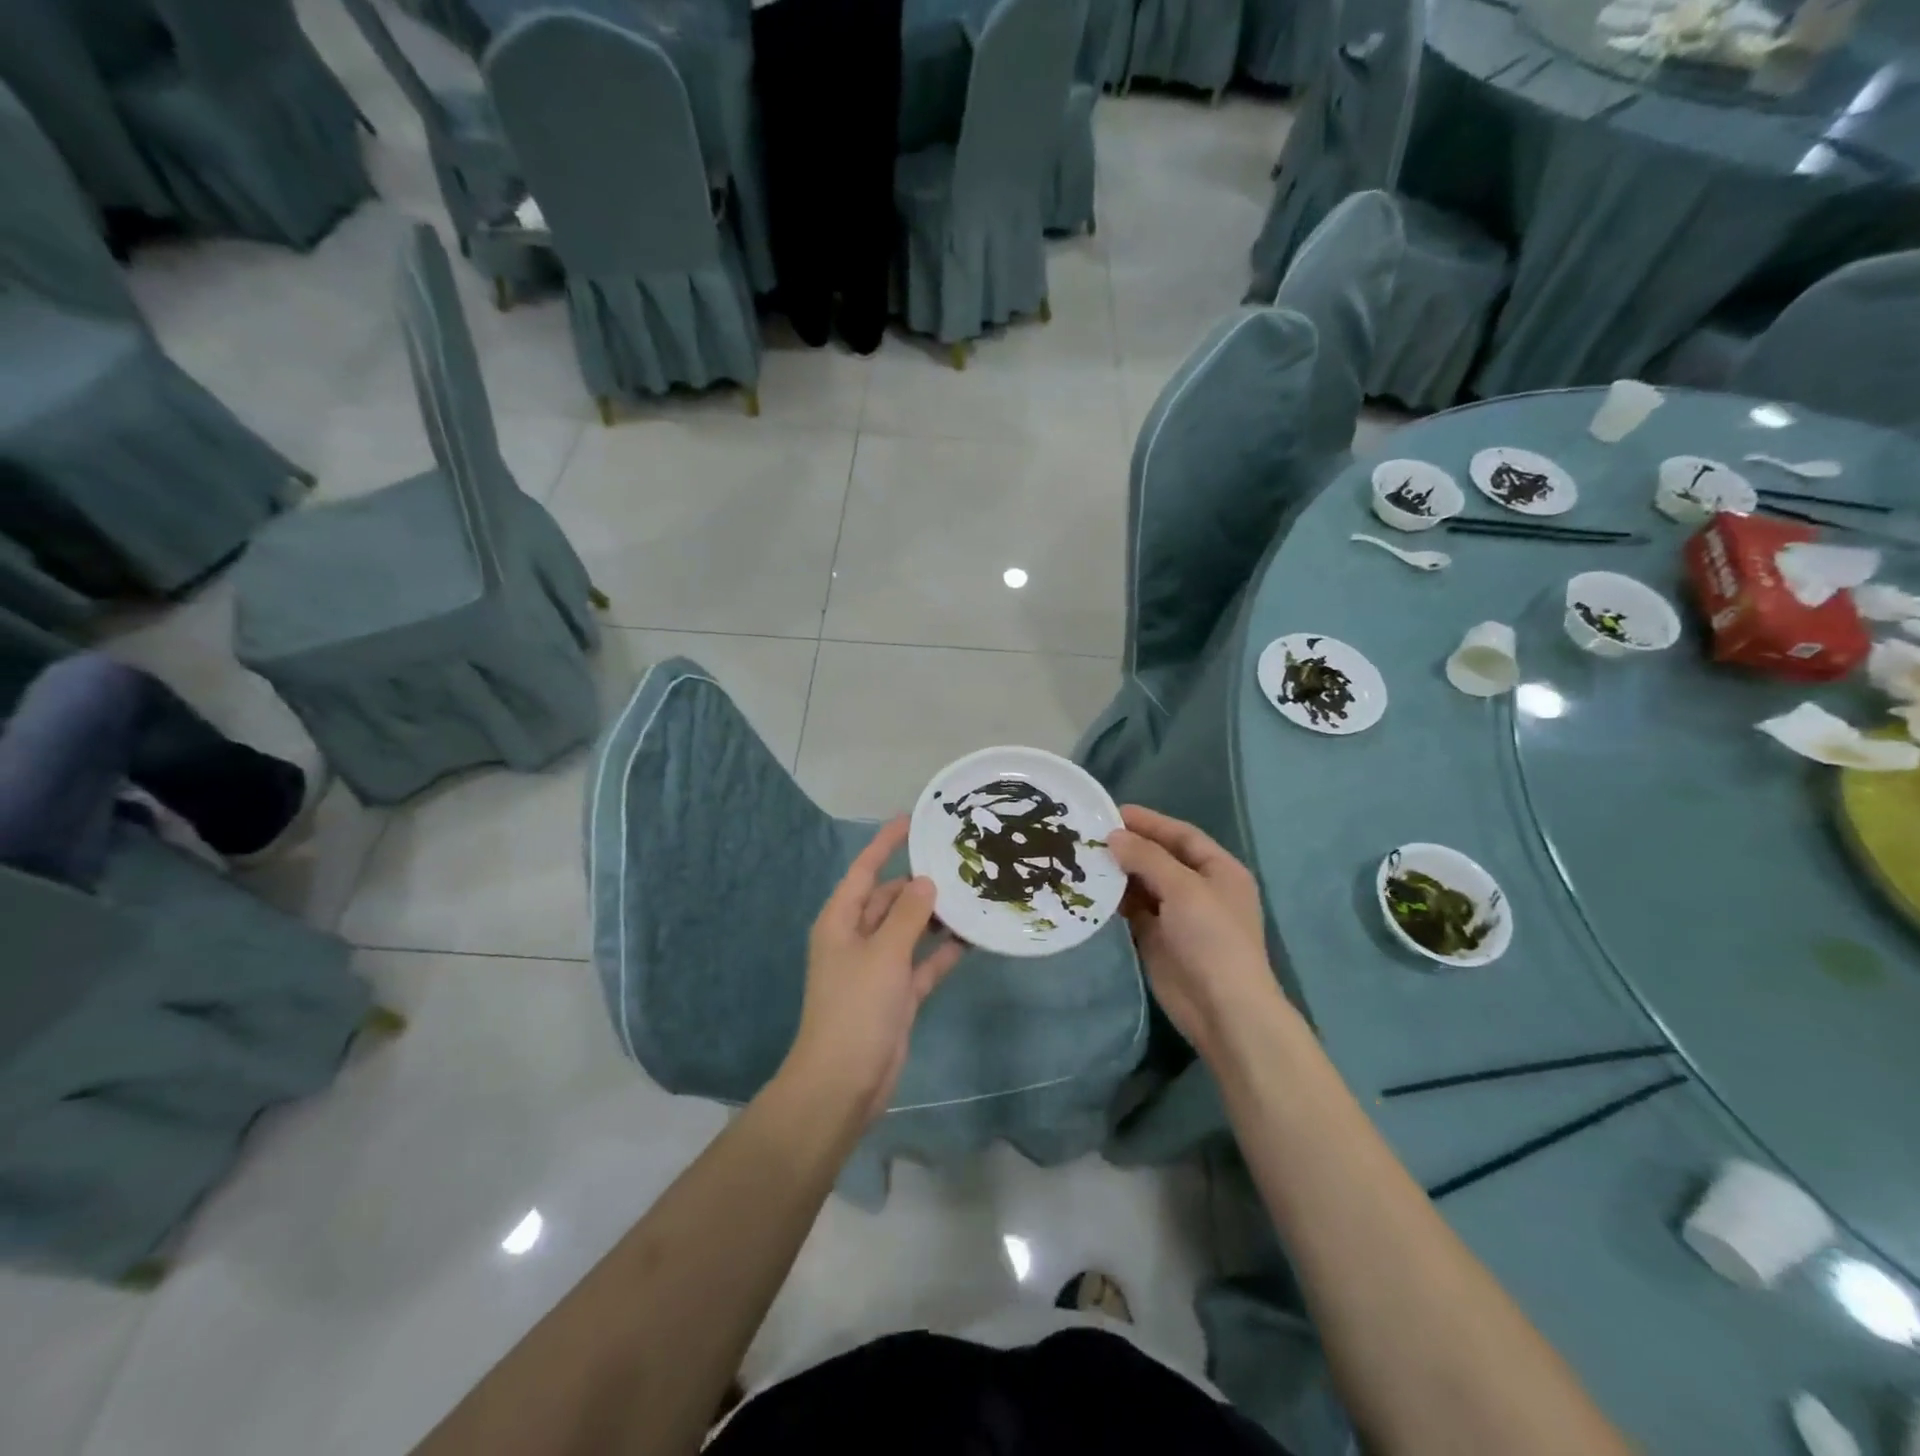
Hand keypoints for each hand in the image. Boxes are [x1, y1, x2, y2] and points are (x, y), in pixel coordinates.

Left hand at [781, 816, 964, 1124]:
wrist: (844, 1082)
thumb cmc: (856, 1008)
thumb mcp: (883, 954)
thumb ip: (908, 915)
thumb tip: (926, 881)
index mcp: (841, 921)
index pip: (865, 870)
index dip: (886, 844)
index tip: (913, 819)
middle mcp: (858, 938)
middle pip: (890, 899)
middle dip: (919, 882)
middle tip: (959, 861)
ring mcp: (878, 968)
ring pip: (910, 930)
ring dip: (935, 916)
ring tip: (973, 892)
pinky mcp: (898, 994)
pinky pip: (923, 963)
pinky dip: (943, 951)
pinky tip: (973, 936)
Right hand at [1106, 806, 1278, 1052]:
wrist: (1222, 1008)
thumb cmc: (1212, 938)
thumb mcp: (1183, 888)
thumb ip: (1147, 858)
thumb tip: (1114, 836)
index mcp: (1219, 870)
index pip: (1181, 835)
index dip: (1150, 822)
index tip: (1112, 812)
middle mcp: (1199, 888)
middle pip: (1161, 858)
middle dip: (1129, 846)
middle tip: (1090, 835)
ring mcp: (1179, 915)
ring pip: (1144, 883)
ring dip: (1119, 871)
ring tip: (1084, 857)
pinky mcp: (1158, 938)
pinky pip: (1134, 909)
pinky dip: (1115, 899)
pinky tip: (1092, 889)